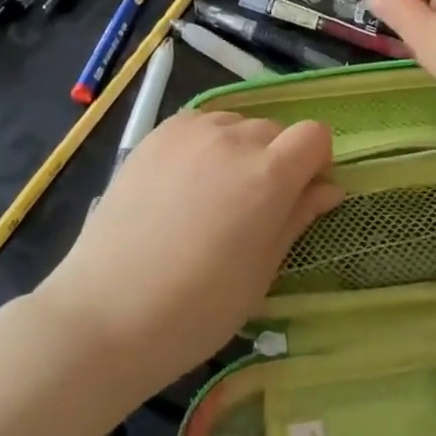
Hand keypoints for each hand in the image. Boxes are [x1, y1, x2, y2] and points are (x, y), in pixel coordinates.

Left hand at [35, 111, 341, 388]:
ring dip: (239, 149)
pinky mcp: (157, 133)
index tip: (301, 193)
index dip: (315, 161)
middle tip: (252, 208)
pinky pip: (199, 124)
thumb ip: (297, 218)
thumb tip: (328, 188)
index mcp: (267, 173)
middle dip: (276, 160)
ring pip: (236, 124)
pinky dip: (205, 144)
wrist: (107, 311)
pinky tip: (184, 183)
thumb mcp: (261, 272)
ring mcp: (191, 130)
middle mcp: (233, 137)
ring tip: (213, 195)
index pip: (314, 135)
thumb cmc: (196, 309)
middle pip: (274, 130)